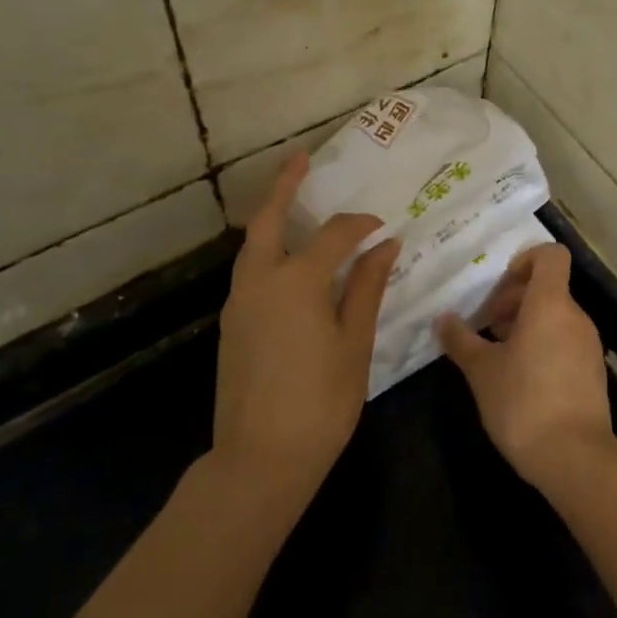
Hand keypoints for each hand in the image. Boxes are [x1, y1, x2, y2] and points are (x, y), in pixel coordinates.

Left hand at [214, 152, 400, 507]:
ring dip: (273, 217)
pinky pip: (250, 270)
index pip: (333, 235)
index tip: (383, 228)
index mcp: (296, 282)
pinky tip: (290, 260)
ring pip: (253, 245)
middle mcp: (260, 281)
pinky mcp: (231, 324)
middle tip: (301, 158)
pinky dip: (268, 250)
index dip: (360, 226)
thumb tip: (385, 245)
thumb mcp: (354, 343)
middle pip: (269, 220)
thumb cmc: (320, 403)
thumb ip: (366, 288)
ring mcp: (239, 302)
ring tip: (295, 200)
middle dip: (284, 185)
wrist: (260, 459)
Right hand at [436, 244, 613, 490]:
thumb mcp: (482, 371)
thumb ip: (461, 340)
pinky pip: (564, 340)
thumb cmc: (523, 403)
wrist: (575, 458)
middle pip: (548, 287)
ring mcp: (588, 344)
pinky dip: (542, 344)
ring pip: (555, 315)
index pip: (550, 255)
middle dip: (513, 298)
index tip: (498, 286)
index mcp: (550, 304)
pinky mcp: (592, 371)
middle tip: (485, 324)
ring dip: (525, 323)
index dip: (525, 260)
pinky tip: (519, 376)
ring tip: (496, 351)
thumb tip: (442, 319)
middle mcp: (575, 316)